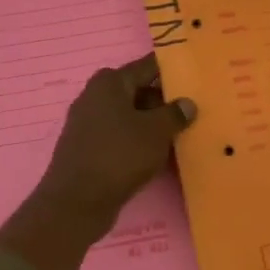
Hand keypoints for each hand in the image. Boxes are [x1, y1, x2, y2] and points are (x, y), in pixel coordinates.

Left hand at [0, 56, 194, 269]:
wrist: (76, 203)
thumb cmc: (119, 156)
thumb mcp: (156, 132)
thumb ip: (175, 114)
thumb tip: (187, 103)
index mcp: (110, 82)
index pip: (147, 66)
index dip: (171, 70)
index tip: (194, 76)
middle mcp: (95, 96)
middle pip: (138, 91)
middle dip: (164, 101)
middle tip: (192, 111)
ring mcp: (88, 123)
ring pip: (129, 116)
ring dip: (152, 124)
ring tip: (180, 134)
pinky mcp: (87, 148)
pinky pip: (119, 136)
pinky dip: (137, 141)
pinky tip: (157, 155)